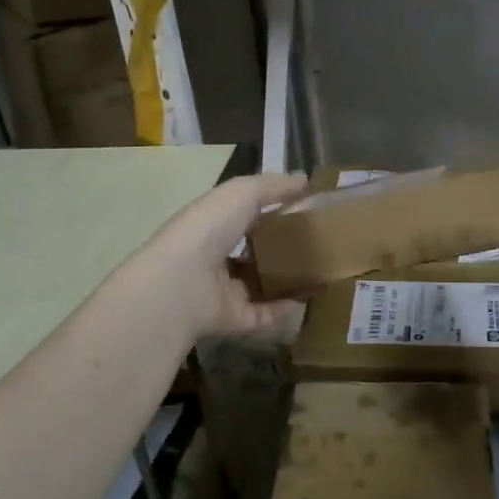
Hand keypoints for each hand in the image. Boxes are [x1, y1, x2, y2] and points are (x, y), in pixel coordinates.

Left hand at [139, 171, 308, 339]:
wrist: (180, 284)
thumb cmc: (208, 229)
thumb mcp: (242, 193)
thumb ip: (273, 186)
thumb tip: (304, 179)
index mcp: (213, 223)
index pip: (243, 214)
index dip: (270, 209)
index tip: (305, 208)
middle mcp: (215, 256)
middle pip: (253, 251)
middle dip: (280, 247)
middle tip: (318, 243)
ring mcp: (222, 290)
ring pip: (258, 284)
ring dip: (284, 279)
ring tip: (318, 272)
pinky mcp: (232, 318)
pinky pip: (263, 315)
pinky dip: (283, 309)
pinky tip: (307, 299)